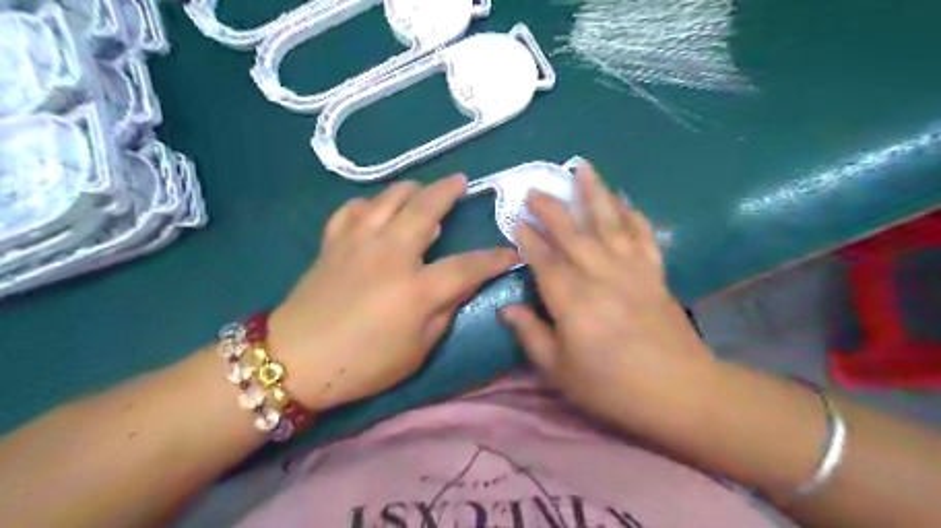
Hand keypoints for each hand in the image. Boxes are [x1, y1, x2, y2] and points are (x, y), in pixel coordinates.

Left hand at [267, 176, 516, 411]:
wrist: (294, 360)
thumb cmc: (363, 364)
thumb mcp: (416, 351)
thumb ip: (444, 313)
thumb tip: (462, 286)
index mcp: (416, 288)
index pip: (467, 266)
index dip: (493, 259)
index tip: (511, 252)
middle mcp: (390, 254)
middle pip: (425, 209)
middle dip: (448, 191)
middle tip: (460, 181)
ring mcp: (358, 243)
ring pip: (387, 198)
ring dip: (409, 189)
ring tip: (421, 189)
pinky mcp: (333, 243)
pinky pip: (351, 210)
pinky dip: (367, 204)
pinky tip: (373, 209)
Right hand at [503, 161, 718, 428]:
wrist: (680, 391)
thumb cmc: (612, 386)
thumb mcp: (560, 370)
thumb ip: (531, 335)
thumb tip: (506, 309)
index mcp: (572, 300)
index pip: (544, 260)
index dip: (528, 238)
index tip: (515, 218)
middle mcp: (600, 275)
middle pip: (572, 233)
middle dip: (551, 207)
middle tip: (535, 188)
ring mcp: (632, 270)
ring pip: (609, 223)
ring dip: (594, 194)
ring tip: (583, 167)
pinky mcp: (656, 273)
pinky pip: (644, 236)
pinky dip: (634, 216)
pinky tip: (626, 200)